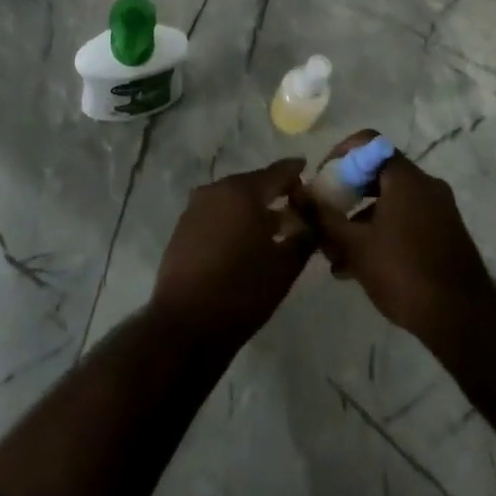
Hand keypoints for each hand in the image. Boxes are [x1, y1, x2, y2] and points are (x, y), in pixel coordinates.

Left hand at [151, 159, 313, 348]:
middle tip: (295, 210)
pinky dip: (232, 219)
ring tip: (272, 229)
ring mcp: (196, 206)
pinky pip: (216, 213)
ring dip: (252, 208)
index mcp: (243, 191)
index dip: (296, 173)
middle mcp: (217, 190)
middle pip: (253, 183)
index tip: (309, 173)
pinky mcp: (183, 226)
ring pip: (233, 199)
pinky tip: (244, 241)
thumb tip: (312, 225)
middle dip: (274, 194)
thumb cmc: (242, 291)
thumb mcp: (284, 268)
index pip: (278, 172)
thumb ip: (304, 239)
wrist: (186, 323)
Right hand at [298, 130, 495, 340]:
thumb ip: (323, 216)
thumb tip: (298, 192)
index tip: (322, 179)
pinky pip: (405, 219)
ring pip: (390, 201)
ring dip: (360, 220)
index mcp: (406, 177)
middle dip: (346, 194)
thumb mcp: (355, 246)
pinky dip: (381, 232)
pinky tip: (360, 267)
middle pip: (377, 173)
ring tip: (336, 255)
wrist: (463, 320)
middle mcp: (426, 185)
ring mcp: (439, 210)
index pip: (368, 142)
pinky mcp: (445, 234)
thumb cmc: (404, 272)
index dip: (339, 154)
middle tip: (325, 217)